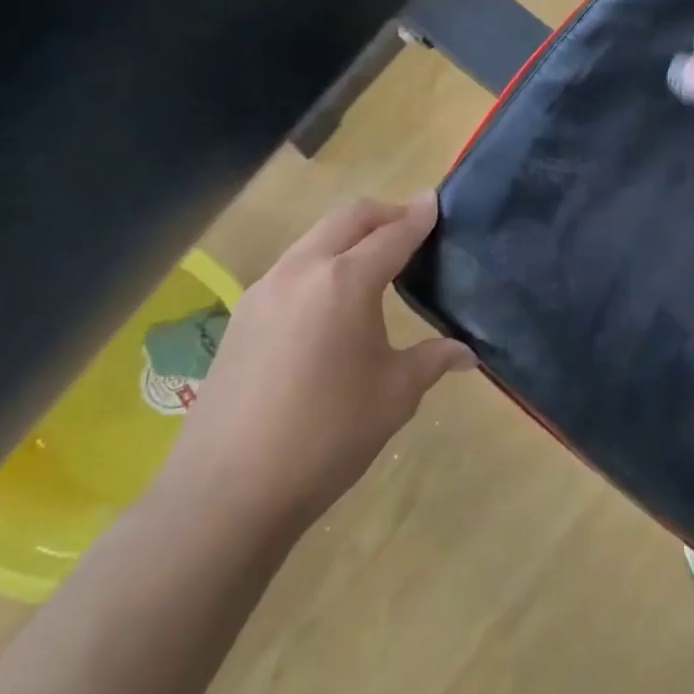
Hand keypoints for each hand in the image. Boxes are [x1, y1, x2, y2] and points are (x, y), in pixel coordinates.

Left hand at [163, 193, 475, 536]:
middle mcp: (301, 271)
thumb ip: (432, 360)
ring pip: (314, 239)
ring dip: (349, 236)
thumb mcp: (394, 395)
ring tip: (376, 262)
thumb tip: (466, 353)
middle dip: (384, 213)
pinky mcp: (241, 317)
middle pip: (348, 218)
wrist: (228, 492)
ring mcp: (263, 291)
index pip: (393, 234)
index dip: (419, 216)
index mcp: (345, 282)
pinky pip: (291, 268)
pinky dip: (322, 262)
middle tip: (413, 226)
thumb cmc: (327, 436)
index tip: (437, 200)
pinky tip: (333, 301)